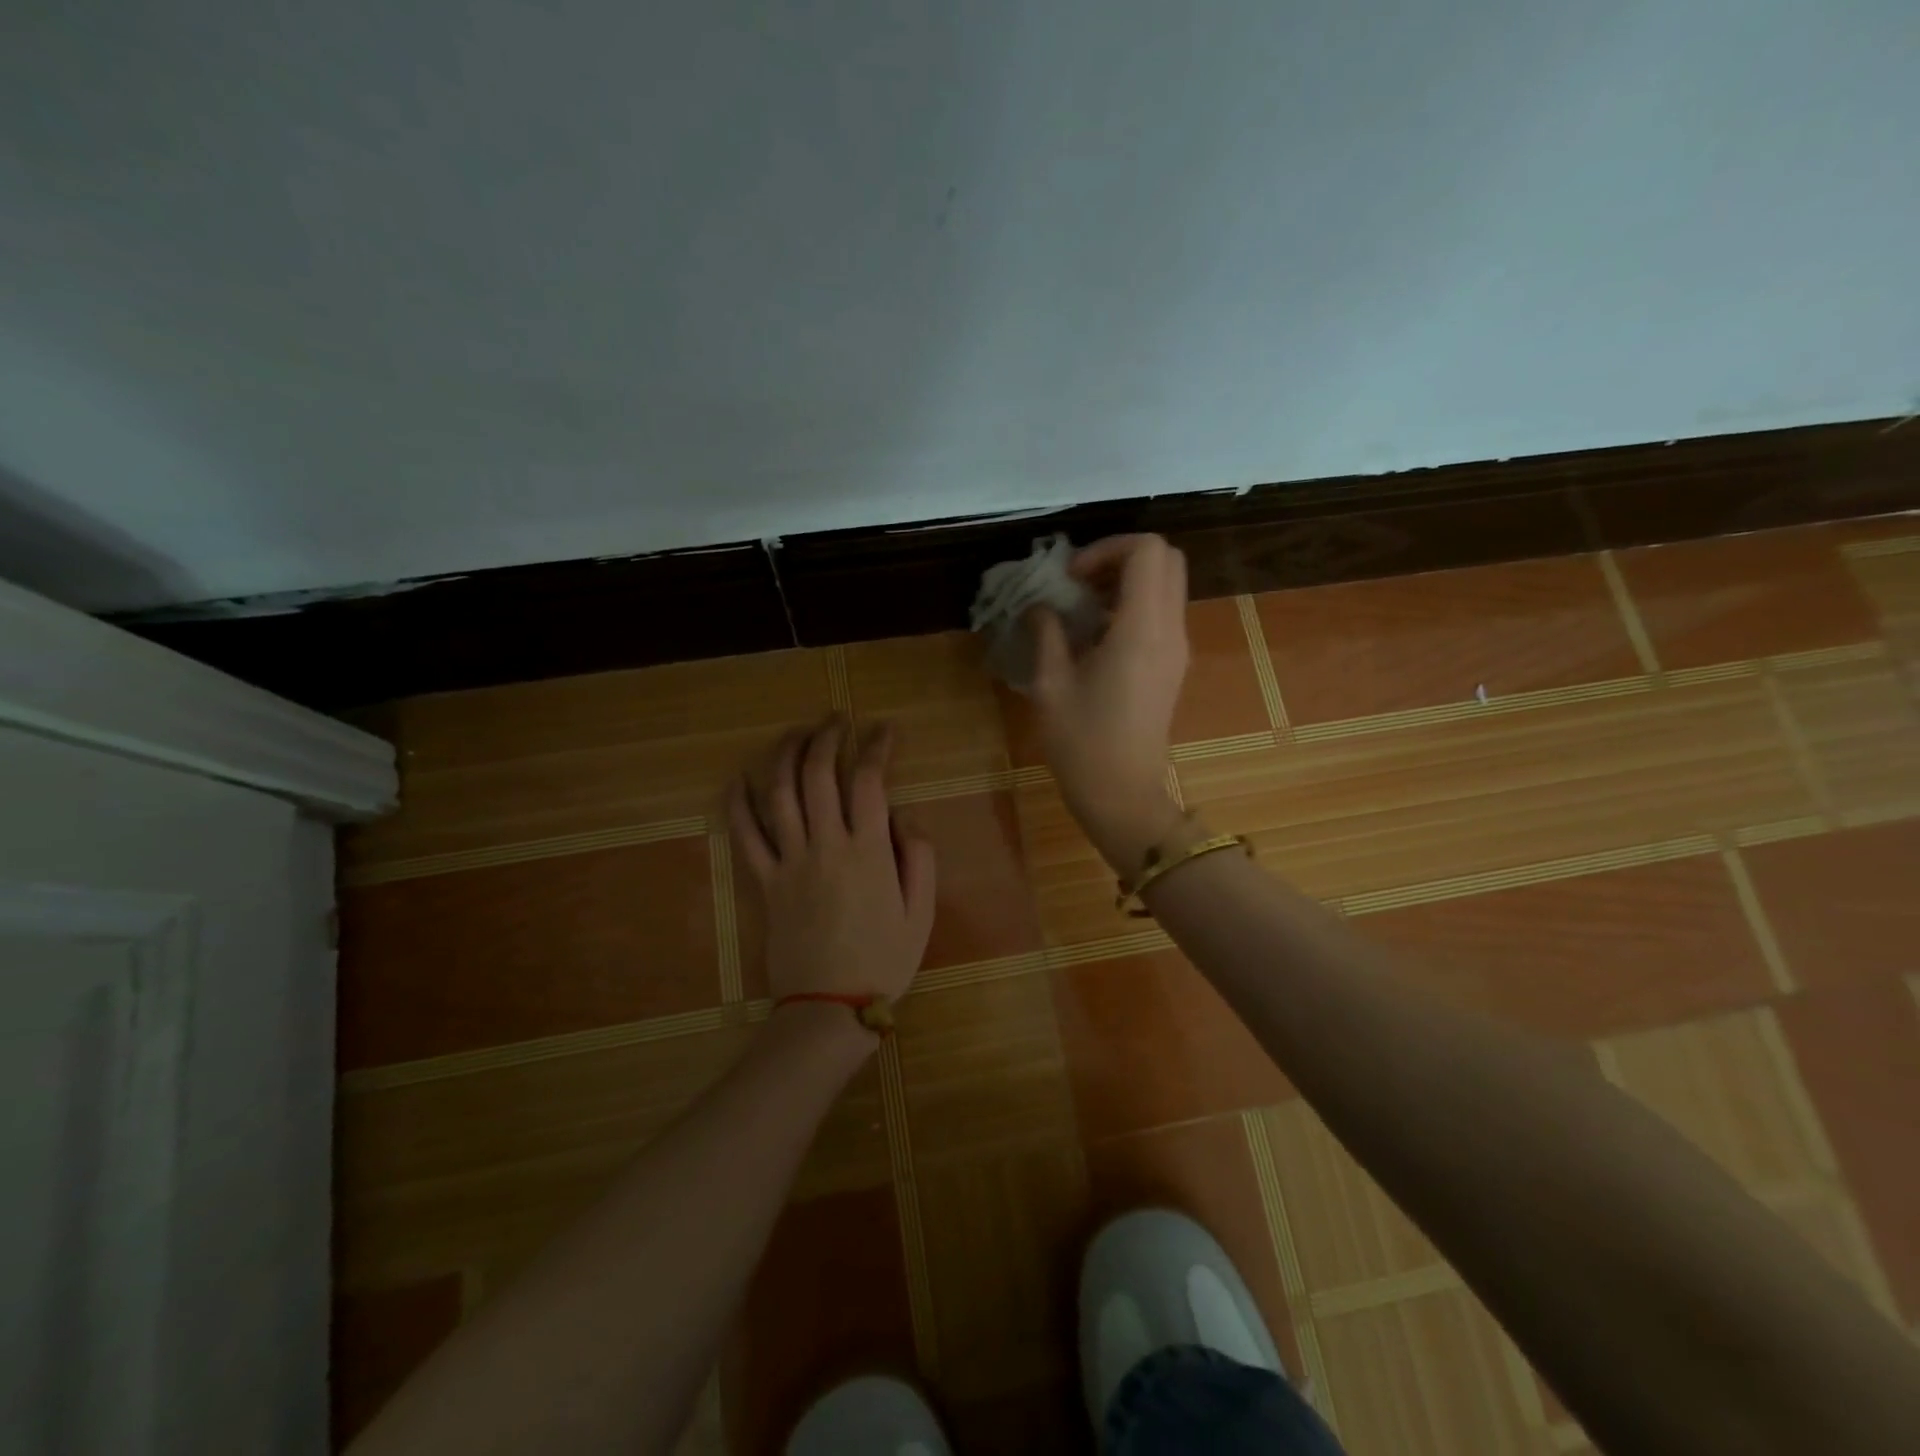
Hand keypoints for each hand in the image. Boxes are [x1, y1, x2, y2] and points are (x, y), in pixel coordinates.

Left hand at [731, 718, 937, 1040]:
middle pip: (818, 774)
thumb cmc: (885, 960)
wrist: (830, 1007)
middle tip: (836, 720)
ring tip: (797, 733)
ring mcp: (789, 862)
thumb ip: (918, 855)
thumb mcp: (922, 912)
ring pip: (779, 793)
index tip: (884, 729)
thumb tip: (902, 813)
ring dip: (785, 754)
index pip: (869, 780)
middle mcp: (825, 845)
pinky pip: (745, 835)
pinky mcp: (764, 882)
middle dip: (827, 737)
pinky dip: (738, 803)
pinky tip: (740, 778)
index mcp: (868, 851)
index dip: (877, 746)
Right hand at [1030, 534, 1190, 871]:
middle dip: (1120, 557)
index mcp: (1142, 629)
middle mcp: (1170, 630)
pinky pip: (1163, 612)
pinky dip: (1134, 605)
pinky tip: (1097, 633)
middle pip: (1166, 559)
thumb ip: (1046, 633)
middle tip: (1079, 582)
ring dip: (1127, 581)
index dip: (1106, 548)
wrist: (1122, 794)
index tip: (1070, 577)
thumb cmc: (1082, 742)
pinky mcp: (1174, 665)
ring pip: (1167, 584)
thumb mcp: (1051, 684)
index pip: (1146, 551)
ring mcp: (1177, 648)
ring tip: (1083, 607)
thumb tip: (1040, 606)